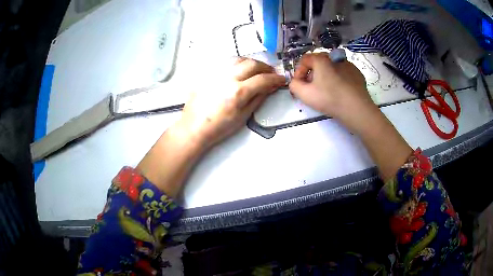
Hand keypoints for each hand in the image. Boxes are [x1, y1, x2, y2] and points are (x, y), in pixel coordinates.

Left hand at [175, 57, 284, 149]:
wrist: (194, 127)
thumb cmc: (218, 127)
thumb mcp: (243, 116)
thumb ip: (258, 99)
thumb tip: (269, 88)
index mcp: (238, 92)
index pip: (263, 79)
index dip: (276, 79)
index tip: (281, 80)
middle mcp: (228, 78)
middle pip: (252, 64)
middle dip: (266, 67)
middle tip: (270, 73)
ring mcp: (216, 74)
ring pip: (239, 59)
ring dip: (252, 62)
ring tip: (256, 70)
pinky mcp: (208, 74)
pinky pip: (226, 62)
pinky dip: (237, 63)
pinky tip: (239, 70)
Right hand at [290, 53, 410, 180]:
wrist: (357, 109)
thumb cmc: (329, 99)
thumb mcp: (304, 94)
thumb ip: (293, 85)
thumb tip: (295, 82)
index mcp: (321, 59)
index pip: (305, 59)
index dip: (299, 71)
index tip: (299, 84)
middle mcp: (334, 58)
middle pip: (319, 62)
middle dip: (312, 73)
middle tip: (312, 87)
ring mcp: (348, 65)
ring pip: (332, 67)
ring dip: (326, 75)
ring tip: (327, 90)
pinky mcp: (357, 73)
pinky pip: (344, 73)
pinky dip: (339, 79)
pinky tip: (340, 91)